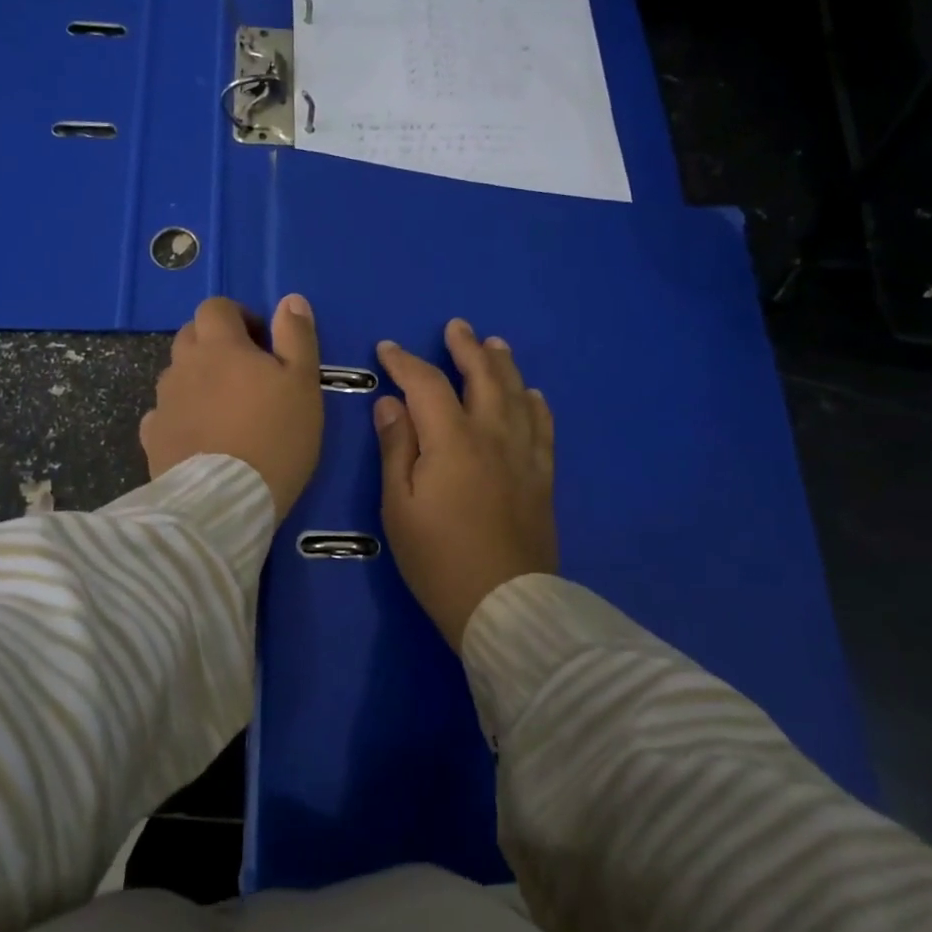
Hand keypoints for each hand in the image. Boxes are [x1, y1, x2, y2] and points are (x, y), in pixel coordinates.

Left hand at [141, 295, 323, 520]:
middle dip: (215, 344)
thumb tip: (289, 299)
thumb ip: (297, 337)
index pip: (216, 307)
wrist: (225, 500)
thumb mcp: (303, 383)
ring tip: (224, 410)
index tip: (261, 341)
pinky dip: (180, 416)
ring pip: (177, 375)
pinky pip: (163, 414)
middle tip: (245, 373)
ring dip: (198, 380)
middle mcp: (183, 366)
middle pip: (190, 336)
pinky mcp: (152, 438)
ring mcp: (163, 402)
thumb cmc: (275, 436)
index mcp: (220, 346)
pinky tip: (199, 437)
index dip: (238, 315)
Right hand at [374, 318, 556, 652]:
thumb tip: (390, 403)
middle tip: (457, 326)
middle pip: (483, 377)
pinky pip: (543, 429)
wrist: (503, 605)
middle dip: (467, 348)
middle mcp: (493, 435)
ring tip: (495, 344)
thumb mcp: (399, 506)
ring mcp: (524, 455)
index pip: (426, 384)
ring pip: (517, 395)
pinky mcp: (542, 477)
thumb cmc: (437, 558)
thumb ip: (396, 447)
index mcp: (452, 439)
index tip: (388, 349)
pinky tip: (533, 395)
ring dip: (504, 365)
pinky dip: (536, 405)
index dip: (405, 362)